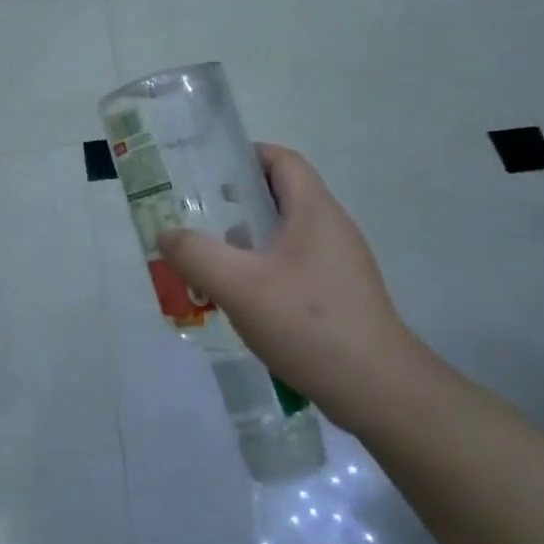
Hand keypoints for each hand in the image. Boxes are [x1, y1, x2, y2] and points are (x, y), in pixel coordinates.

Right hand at [157, 144, 419, 423]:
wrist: (376, 389)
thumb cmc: (307, 323)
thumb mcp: (237, 286)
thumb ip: (195, 254)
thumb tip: (166, 235)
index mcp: (314, 211)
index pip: (282, 160)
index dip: (246, 155)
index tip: (208, 169)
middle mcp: (331, 227)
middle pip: (282, 194)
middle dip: (238, 199)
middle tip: (199, 215)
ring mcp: (340, 262)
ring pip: (287, 232)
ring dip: (249, 237)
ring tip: (212, 257)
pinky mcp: (341, 293)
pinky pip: (296, 263)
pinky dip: (265, 266)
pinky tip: (243, 297)